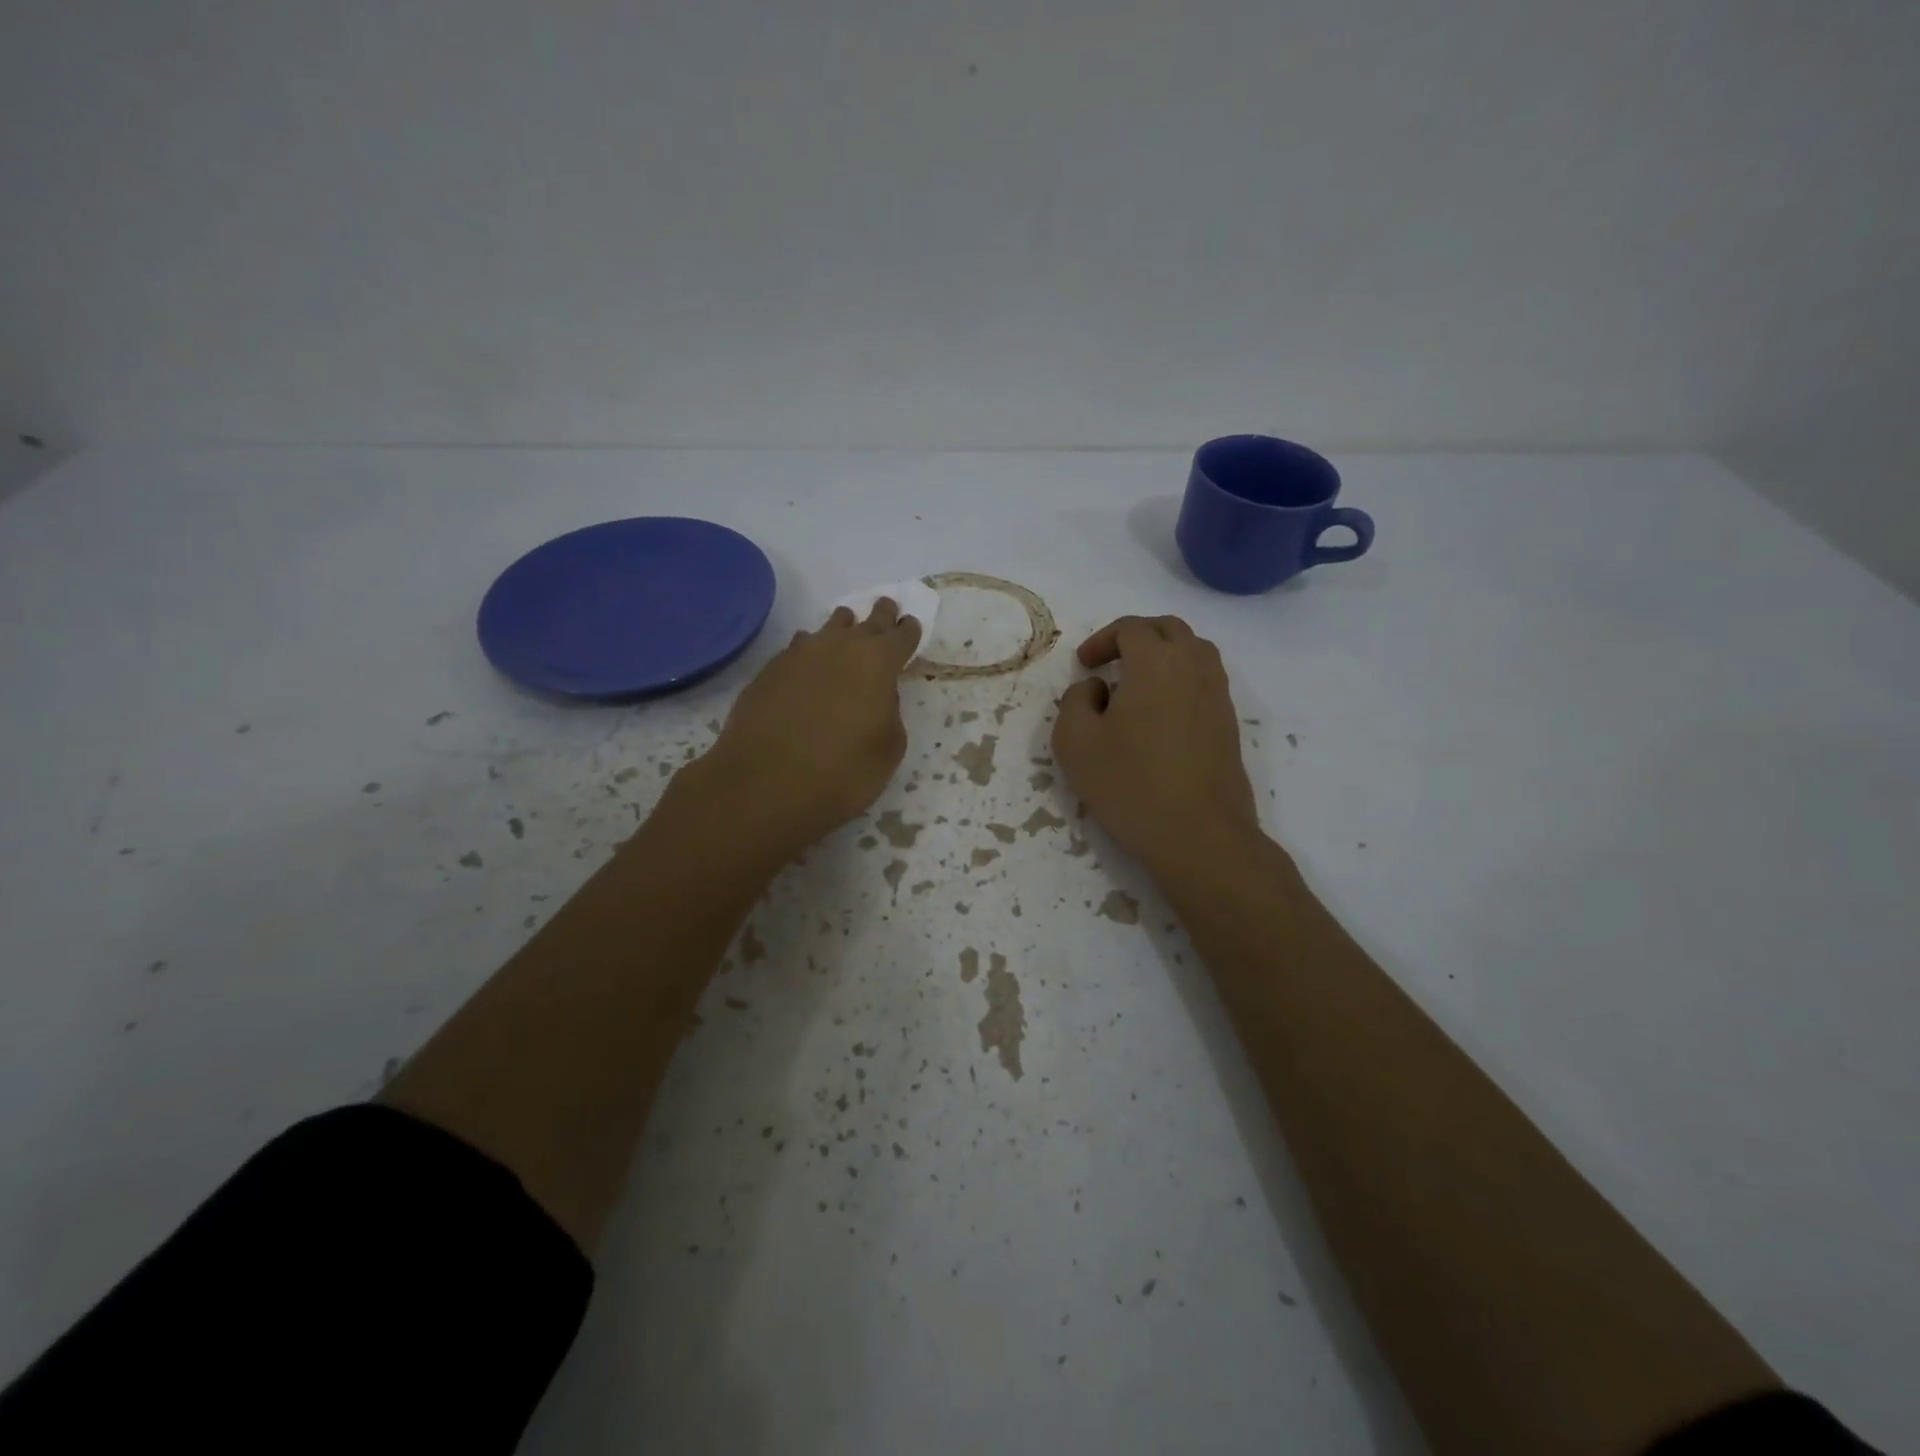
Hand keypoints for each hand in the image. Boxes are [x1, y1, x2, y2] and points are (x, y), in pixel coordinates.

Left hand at [690, 598, 922, 856]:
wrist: (764, 784)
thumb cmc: (841, 772)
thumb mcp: (888, 749)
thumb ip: (890, 712)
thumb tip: (878, 694)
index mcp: (878, 662)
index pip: (901, 635)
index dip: (908, 630)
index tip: (910, 625)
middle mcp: (839, 647)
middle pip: (865, 621)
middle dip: (879, 616)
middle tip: (885, 608)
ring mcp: (799, 655)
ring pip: (828, 629)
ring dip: (842, 628)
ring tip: (846, 627)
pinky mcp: (769, 670)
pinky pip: (798, 649)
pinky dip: (810, 651)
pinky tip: (808, 662)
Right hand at [1052, 615, 1258, 872]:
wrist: (1198, 834)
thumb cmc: (1130, 784)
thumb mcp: (1075, 742)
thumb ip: (1076, 701)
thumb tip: (1098, 687)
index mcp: (1155, 662)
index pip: (1132, 628)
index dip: (1103, 639)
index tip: (1085, 665)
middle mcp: (1194, 667)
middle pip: (1169, 629)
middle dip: (1136, 637)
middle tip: (1111, 662)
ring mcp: (1218, 695)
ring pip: (1194, 651)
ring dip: (1164, 655)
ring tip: (1138, 685)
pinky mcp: (1229, 723)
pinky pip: (1206, 680)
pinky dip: (1181, 680)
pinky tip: (1161, 714)